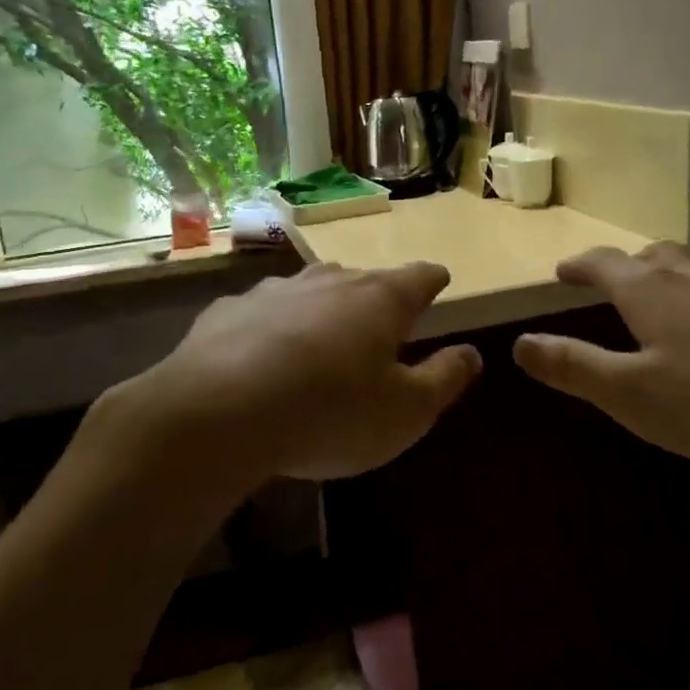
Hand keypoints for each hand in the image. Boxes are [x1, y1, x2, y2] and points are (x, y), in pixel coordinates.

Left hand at [110, 260, 481, 482]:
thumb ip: (445, 379)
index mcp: (381, 300)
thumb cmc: (331, 412)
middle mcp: (330, 282)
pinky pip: (263, 313)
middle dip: (377, 298)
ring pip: (311, 290)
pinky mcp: (228, 311)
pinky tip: (262, 357)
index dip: (433, 281)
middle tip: (381, 325)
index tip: (438, 284)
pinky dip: (273, 328)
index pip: (421, 277)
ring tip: (324, 338)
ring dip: (323, 309)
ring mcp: (275, 291)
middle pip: (364, 279)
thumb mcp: (407, 411)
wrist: (217, 413)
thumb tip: (472, 354)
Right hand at [513, 243, 689, 481]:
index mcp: (649, 292)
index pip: (604, 264)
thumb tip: (520, 343)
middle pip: (651, 257)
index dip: (580, 265)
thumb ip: (572, 366)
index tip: (562, 271)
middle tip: (607, 280)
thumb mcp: (627, 391)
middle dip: (623, 265)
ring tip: (653, 303)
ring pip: (688, 272)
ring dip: (662, 278)